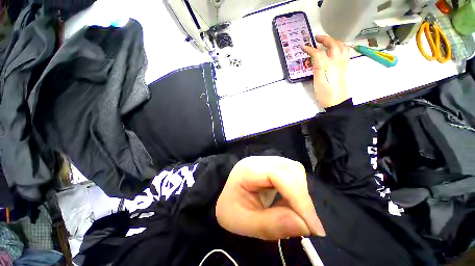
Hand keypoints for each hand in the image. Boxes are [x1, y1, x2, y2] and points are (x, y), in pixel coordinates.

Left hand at [216, 156, 324, 240]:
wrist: (224, 196)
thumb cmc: (230, 208)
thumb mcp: (244, 222)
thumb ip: (271, 225)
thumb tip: (305, 225)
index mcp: (248, 169)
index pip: (278, 174)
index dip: (299, 198)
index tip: (313, 227)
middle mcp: (259, 160)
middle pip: (290, 169)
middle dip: (302, 197)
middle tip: (305, 223)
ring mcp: (266, 161)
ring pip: (294, 170)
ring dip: (300, 193)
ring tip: (294, 212)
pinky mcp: (272, 166)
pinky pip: (292, 174)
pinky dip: (297, 190)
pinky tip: (289, 202)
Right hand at [302, 35, 350, 107]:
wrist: (337, 102)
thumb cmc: (325, 94)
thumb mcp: (318, 82)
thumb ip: (318, 67)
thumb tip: (315, 57)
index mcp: (329, 66)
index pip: (320, 53)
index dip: (311, 49)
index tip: (304, 47)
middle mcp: (338, 62)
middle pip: (334, 45)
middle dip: (325, 39)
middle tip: (317, 38)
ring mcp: (343, 64)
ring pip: (342, 47)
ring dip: (334, 41)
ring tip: (327, 41)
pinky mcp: (344, 68)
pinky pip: (345, 53)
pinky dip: (340, 47)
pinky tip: (336, 50)